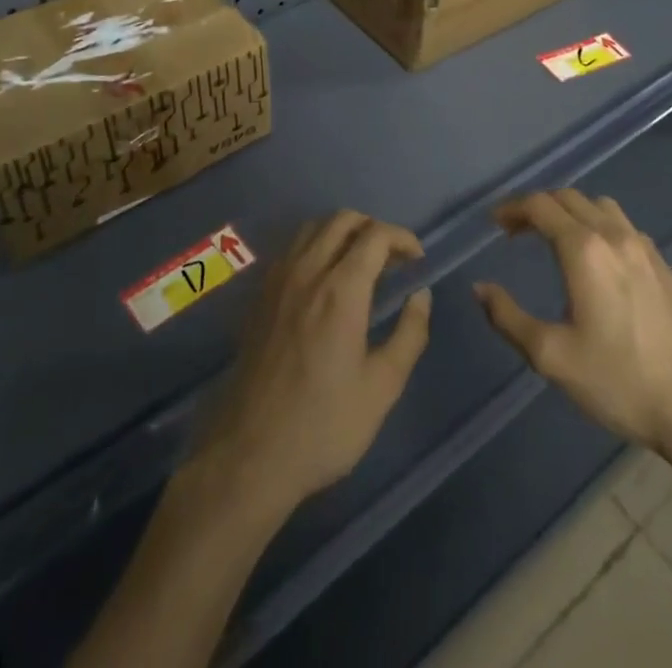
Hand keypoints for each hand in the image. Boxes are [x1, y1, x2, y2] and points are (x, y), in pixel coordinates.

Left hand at [192, 211, 432, 517]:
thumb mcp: (382, 388)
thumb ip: (409, 334)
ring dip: (342, 233)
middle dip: (373, 229)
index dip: (402, 238)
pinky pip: (291, 249)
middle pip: (342, 219)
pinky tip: (324, 282)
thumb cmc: (324, 425)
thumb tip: (420, 295)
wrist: (251, 453)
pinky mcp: (260, 295)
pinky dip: (315, 246)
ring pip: (313, 228)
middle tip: (391, 261)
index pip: (376, 235)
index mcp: (341, 289)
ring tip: (360, 266)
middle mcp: (307, 270)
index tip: (416, 262)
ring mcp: (278, 279)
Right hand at [474, 189, 671, 471]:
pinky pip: (624, 226)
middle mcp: (614, 236)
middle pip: (568, 197)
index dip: (512, 209)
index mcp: (584, 250)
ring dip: (570, 211)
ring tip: (554, 237)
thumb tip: (481, 288)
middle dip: (537, 206)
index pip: (540, 206)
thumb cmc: (619, 382)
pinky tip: (597, 259)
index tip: (495, 224)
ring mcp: (645, 249)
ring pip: (600, 205)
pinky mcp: (664, 266)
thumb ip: (508, 317)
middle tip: (516, 231)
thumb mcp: (551, 356)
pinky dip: (599, 225)